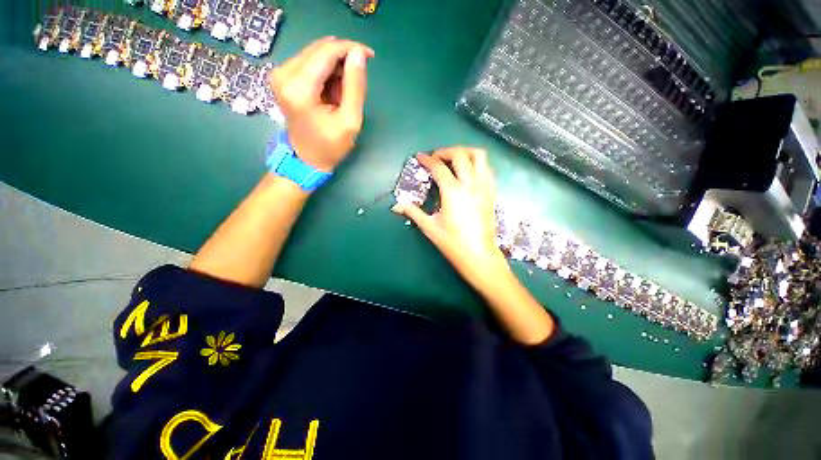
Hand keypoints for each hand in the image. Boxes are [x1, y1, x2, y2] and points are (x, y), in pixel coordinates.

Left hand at [269, 37, 374, 171]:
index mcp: (299, 89)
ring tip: (344, 91)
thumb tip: (358, 54)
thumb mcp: (350, 120)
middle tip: (358, 79)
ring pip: (315, 54)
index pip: (326, 53)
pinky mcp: (282, 77)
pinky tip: (332, 90)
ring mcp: (280, 74)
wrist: (307, 159)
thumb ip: (355, 87)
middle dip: (343, 58)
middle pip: (319, 50)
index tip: (369, 55)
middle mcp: (284, 74)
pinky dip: (326, 72)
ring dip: (335, 67)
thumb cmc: (330, 146)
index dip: (350, 49)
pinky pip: (309, 62)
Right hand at [392, 147, 509, 291]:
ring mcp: (484, 186)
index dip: (427, 160)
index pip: (439, 167)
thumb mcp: (430, 227)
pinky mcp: (492, 192)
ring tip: (453, 160)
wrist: (479, 255)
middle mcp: (470, 183)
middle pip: (460, 154)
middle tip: (435, 158)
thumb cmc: (453, 243)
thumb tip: (397, 205)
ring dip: (464, 152)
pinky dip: (476, 163)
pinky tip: (467, 172)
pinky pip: (487, 168)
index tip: (420, 158)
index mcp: (453, 191)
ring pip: (478, 156)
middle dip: (445, 151)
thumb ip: (413, 212)